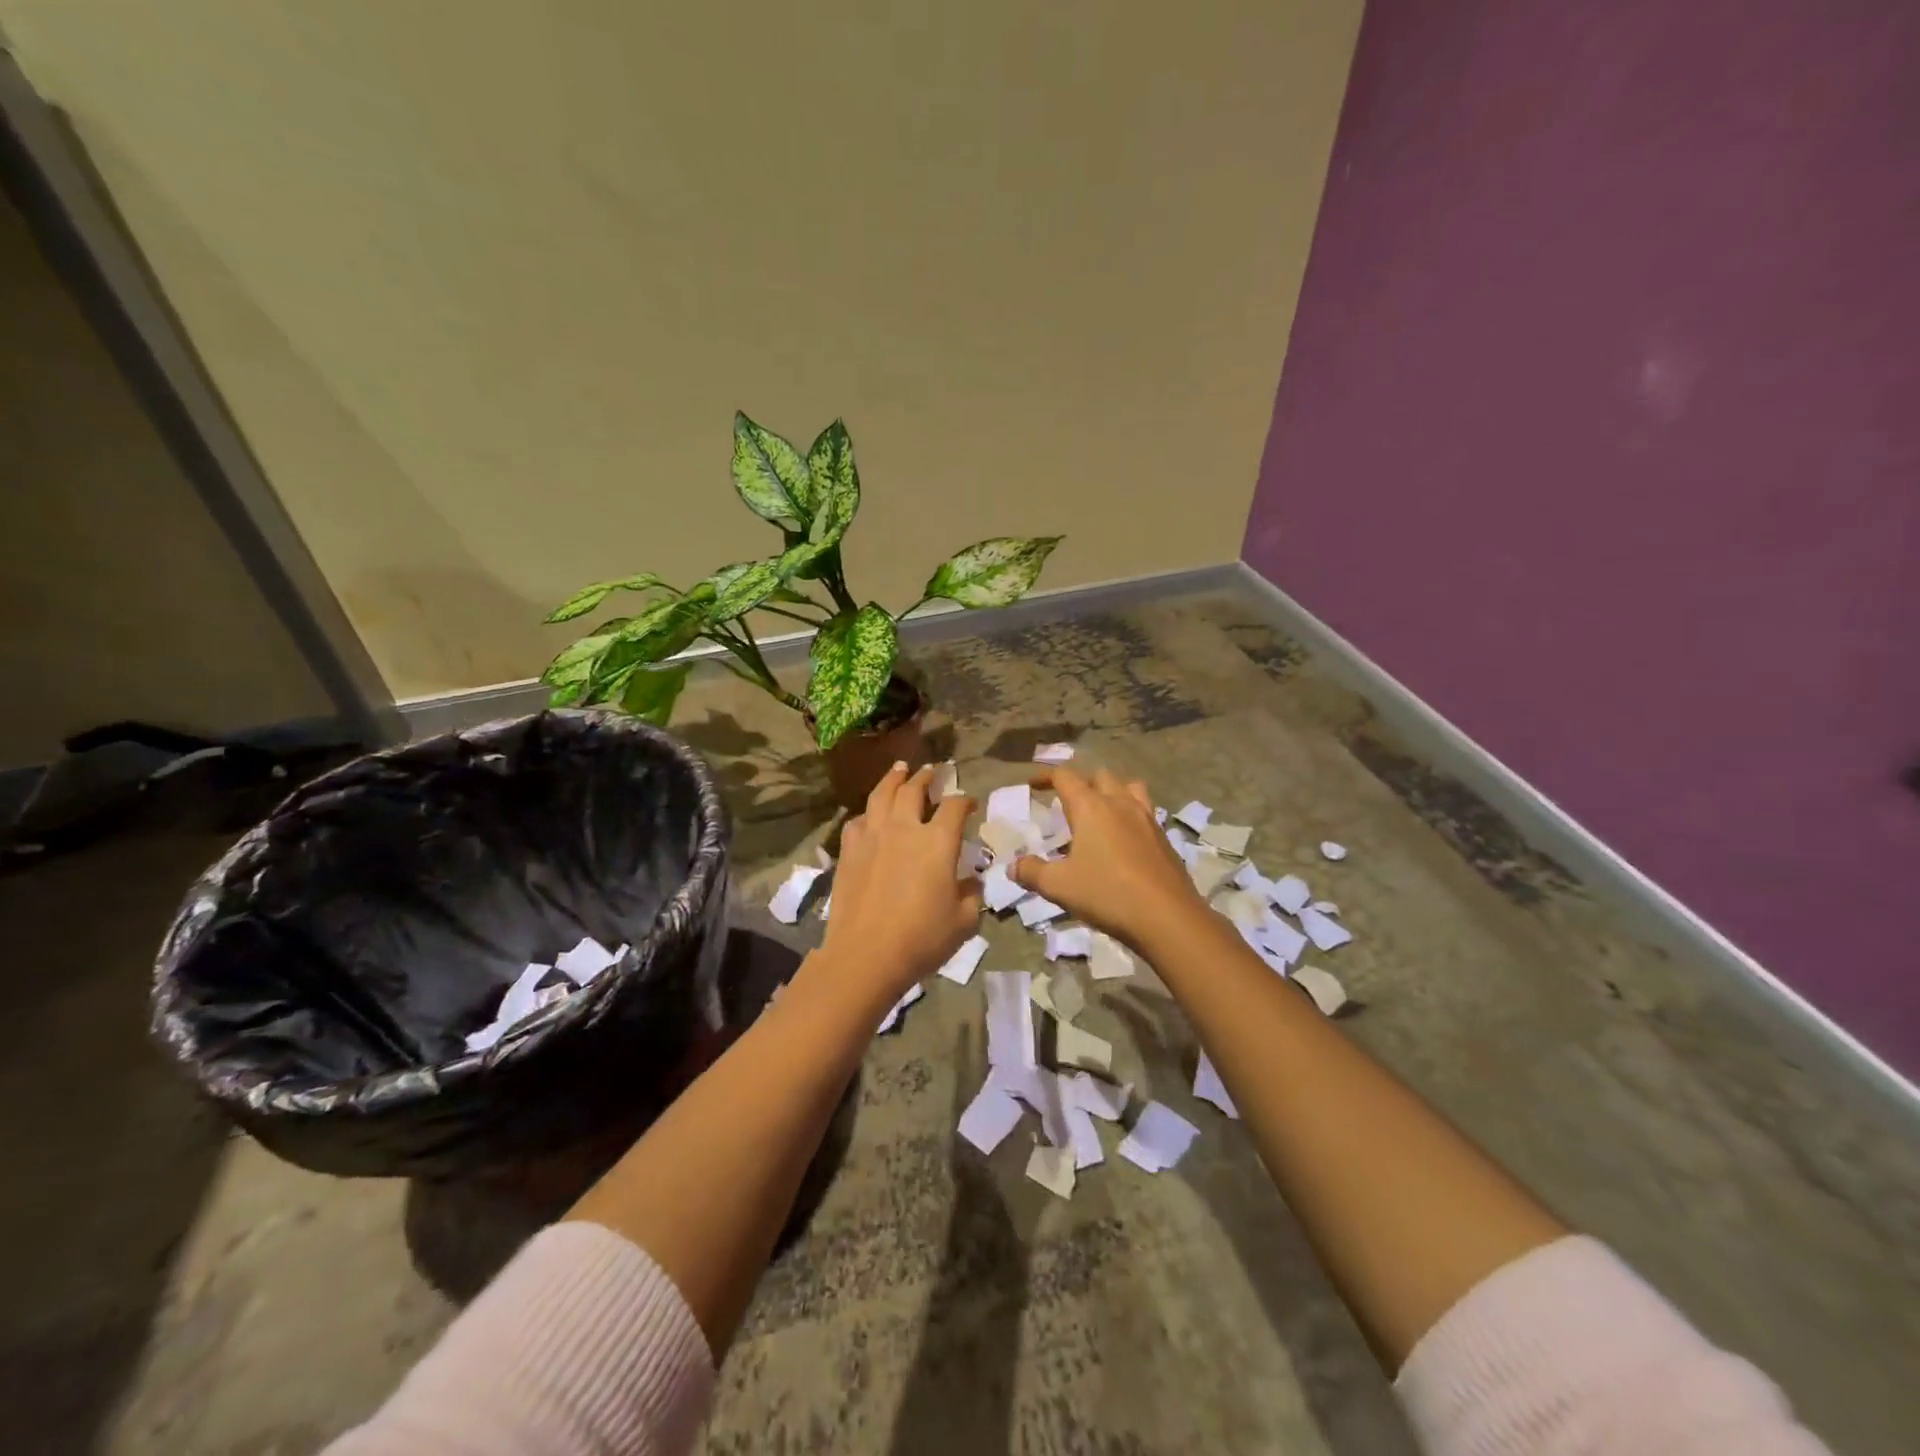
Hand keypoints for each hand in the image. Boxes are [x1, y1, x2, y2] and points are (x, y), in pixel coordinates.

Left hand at [816, 763, 983, 1003]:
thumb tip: (971, 880)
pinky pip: (858, 820)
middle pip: (913, 789)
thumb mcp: (964, 921)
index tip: (969, 803)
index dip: (964, 800)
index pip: (954, 807)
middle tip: (930, 770)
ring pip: (881, 795)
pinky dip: (869, 812)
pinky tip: (870, 815)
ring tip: (899, 769)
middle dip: (925, 777)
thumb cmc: (921, 939)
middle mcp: (904, 828)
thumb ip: (972, 894)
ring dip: (893, 778)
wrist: (865, 955)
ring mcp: (872, 836)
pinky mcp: (849, 851)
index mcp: (938, 841)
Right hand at [1010, 766, 1207, 952]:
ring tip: (1102, 810)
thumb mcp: (1059, 886)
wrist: (1166, 916)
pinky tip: (1124, 838)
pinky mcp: (1164, 837)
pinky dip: (1131, 813)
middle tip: (1068, 802)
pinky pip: (1145, 810)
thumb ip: (1032, 872)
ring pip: (1130, 786)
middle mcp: (1119, 803)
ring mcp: (1146, 818)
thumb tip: (1013, 866)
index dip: (1046, 777)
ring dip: (1113, 790)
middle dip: (1081, 782)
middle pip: (1100, 775)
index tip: (1033, 785)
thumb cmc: (1106, 894)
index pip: (1065, 776)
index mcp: (1090, 807)